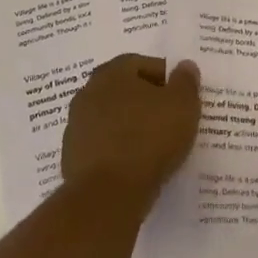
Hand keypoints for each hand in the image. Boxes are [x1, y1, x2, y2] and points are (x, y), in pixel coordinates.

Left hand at [61, 54, 200, 201]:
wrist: (108, 193)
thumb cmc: (149, 138)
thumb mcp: (183, 105)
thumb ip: (185, 82)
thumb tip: (185, 66)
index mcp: (113, 72)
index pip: (142, 63)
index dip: (165, 78)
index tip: (181, 96)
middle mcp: (89, 91)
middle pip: (124, 89)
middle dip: (146, 100)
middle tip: (169, 118)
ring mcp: (77, 124)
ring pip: (112, 117)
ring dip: (130, 124)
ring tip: (154, 144)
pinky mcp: (72, 155)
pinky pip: (102, 143)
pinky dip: (118, 148)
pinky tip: (135, 163)